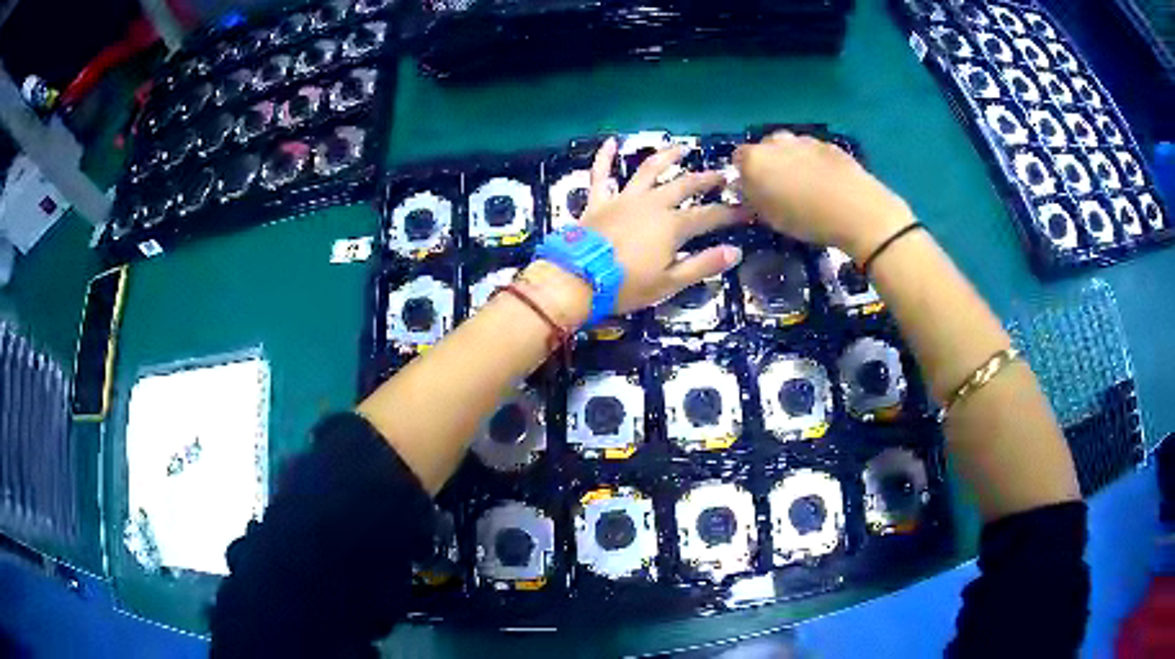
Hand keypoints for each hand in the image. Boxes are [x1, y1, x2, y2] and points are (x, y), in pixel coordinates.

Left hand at [576, 138, 744, 314]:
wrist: (577, 280)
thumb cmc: (626, 285)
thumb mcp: (670, 282)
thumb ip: (703, 265)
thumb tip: (735, 251)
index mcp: (672, 225)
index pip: (709, 215)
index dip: (730, 212)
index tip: (747, 209)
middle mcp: (652, 204)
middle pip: (684, 185)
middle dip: (706, 179)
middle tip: (722, 175)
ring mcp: (624, 198)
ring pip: (648, 170)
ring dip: (666, 157)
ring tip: (681, 148)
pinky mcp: (599, 201)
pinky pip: (600, 174)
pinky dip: (605, 157)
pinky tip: (610, 142)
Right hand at [734, 131, 915, 260]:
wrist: (856, 210)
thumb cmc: (805, 219)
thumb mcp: (769, 218)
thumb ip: (752, 199)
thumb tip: (746, 189)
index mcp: (755, 158)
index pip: (738, 159)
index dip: (745, 176)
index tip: (755, 193)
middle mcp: (776, 141)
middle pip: (765, 149)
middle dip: (769, 165)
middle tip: (780, 190)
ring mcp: (804, 140)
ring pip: (790, 149)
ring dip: (792, 162)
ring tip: (806, 188)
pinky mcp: (829, 145)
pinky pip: (813, 153)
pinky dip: (814, 163)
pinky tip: (826, 184)